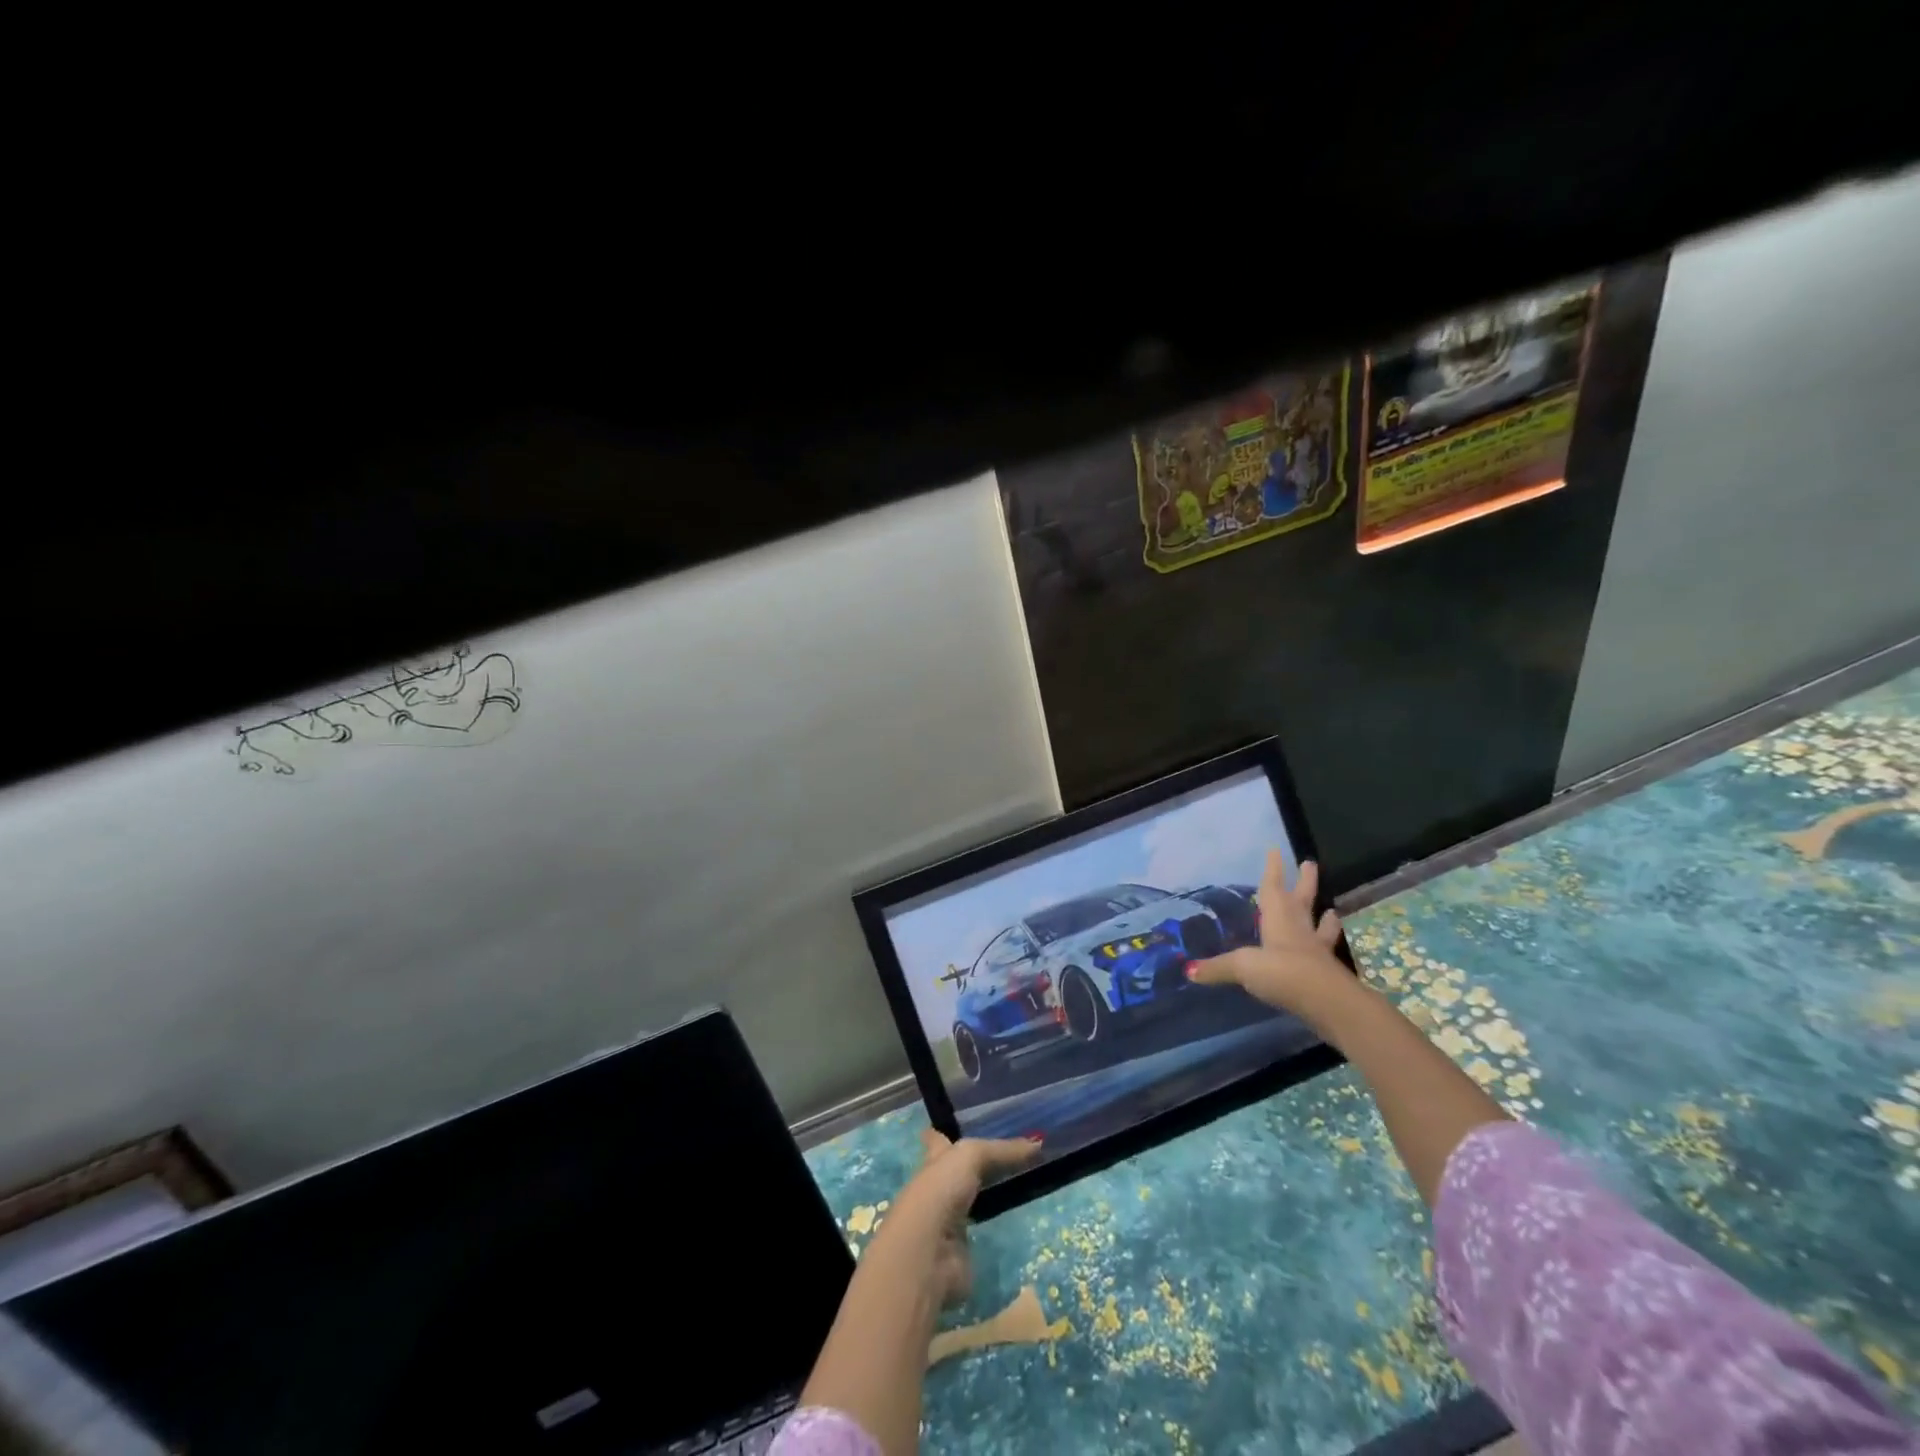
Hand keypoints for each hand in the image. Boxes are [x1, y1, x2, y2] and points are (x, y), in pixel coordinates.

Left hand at [882, 1130, 1039, 1305]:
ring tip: (1015, 1187)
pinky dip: (995, 1232)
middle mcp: (938, 1189)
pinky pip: (983, 1236)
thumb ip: (1002, 1150)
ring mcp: (948, 1223)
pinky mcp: (961, 1252)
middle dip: (972, 1167)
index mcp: (934, 1161)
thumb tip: (1038, 1143)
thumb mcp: (971, 1156)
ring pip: (970, 1204)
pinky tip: (1013, 1226)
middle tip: (1003, 1159)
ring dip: (985, 1199)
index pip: (938, 1141)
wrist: (928, 1252)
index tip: (952, 1126)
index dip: (943, 1134)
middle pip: (956, 1173)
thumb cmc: (940, 1190)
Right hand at [1188, 851, 1347, 1015]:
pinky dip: (1326, 948)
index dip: (1273, 870)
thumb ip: (1217, 968)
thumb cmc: (1282, 972)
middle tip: (1310, 863)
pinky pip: (1325, 954)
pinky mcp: (1328, 973)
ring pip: (1320, 927)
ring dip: (1325, 918)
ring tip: (1331, 910)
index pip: (1273, 889)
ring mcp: (1316, 951)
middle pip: (1302, 901)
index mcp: (1278, 920)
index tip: (1275, 850)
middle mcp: (1299, 930)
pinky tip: (1329, 951)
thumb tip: (1188, 970)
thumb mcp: (1242, 967)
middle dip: (1304, 882)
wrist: (1327, 1003)